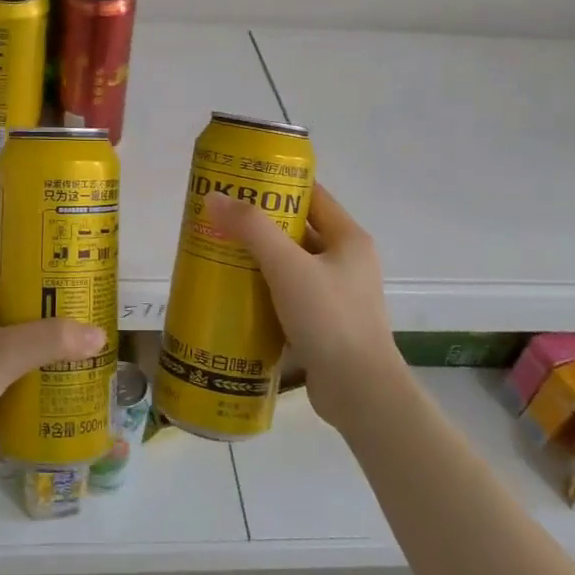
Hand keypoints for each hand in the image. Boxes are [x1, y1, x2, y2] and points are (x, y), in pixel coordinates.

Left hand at [0, 250, 105, 460]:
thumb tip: (99, 334)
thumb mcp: (6, 353)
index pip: (0, 260)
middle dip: (30, 301)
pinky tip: (26, 370)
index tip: (64, 273)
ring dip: (16, 330)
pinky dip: (0, 353)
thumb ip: (52, 340)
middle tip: (68, 309)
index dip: (32, 264)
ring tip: (55, 339)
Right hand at [201, 182, 400, 432]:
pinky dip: (265, 289)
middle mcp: (347, 261)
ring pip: (291, 264)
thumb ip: (252, 229)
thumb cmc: (329, 319)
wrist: (360, 392)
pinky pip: (290, 294)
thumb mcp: (288, 267)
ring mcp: (337, 293)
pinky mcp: (325, 322)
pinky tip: (235, 292)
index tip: (239, 181)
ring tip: (219, 252)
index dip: (276, 183)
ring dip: (259, 258)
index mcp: (349, 238)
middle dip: (259, 223)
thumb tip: (214, 197)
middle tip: (219, 218)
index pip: (311, 194)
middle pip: (298, 229)